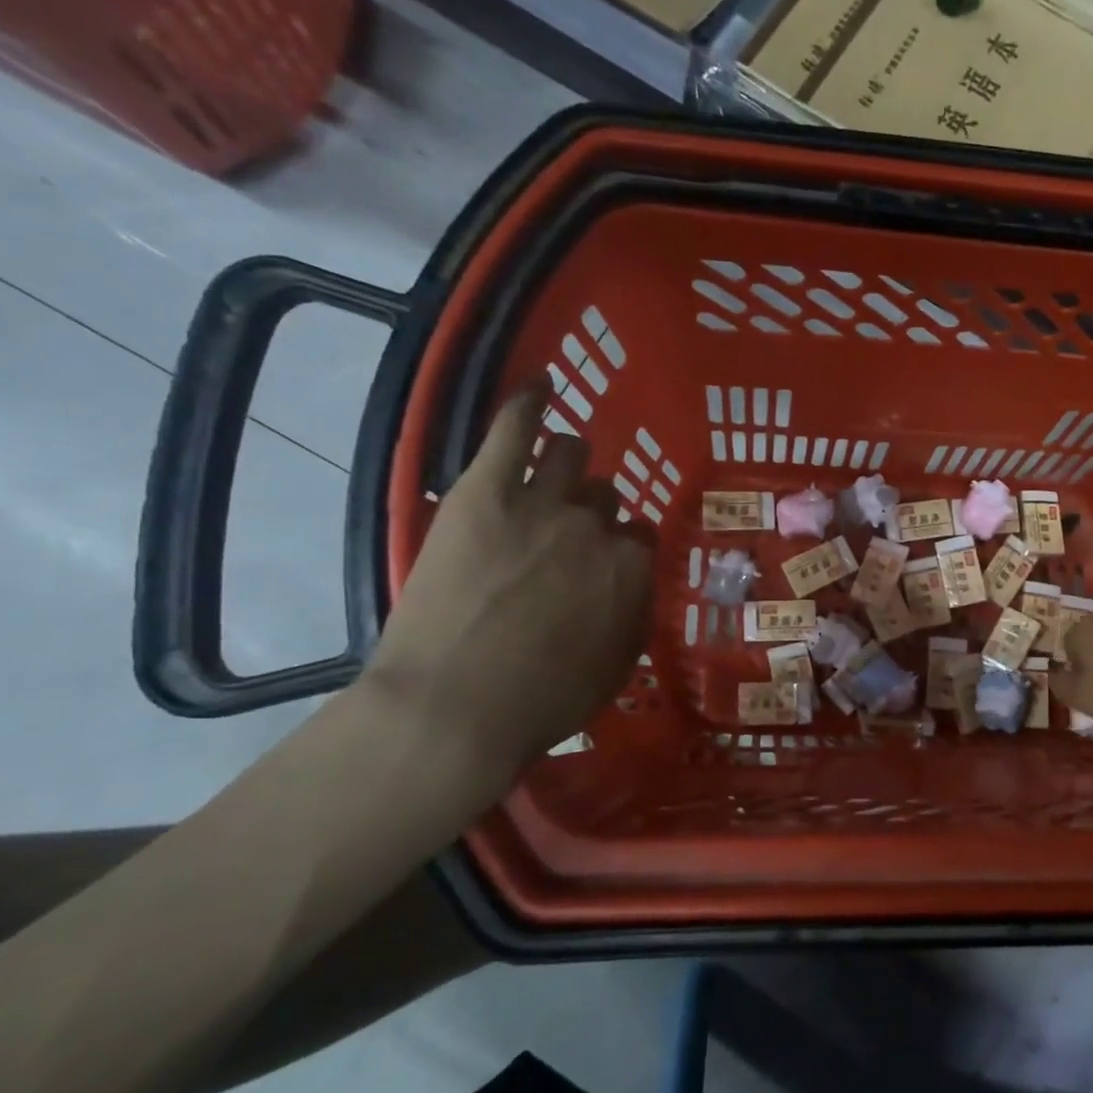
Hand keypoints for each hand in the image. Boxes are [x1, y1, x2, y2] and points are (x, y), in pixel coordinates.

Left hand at [363, 382, 653, 773]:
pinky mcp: (486, 488)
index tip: (603, 565)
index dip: (621, 549)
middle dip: (593, 511)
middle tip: (565, 535)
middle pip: (605, 497)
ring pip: (571, 454)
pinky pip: (515, 426)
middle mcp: (597, 525)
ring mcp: (542, 500)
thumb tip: (634, 587)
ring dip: (569, 462)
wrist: (453, 708)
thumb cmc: (541, 703)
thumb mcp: (614, 670)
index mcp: (631, 569)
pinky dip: (531, 401)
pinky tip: (541, 385)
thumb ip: (633, 617)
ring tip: (555, 469)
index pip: (639, 538)